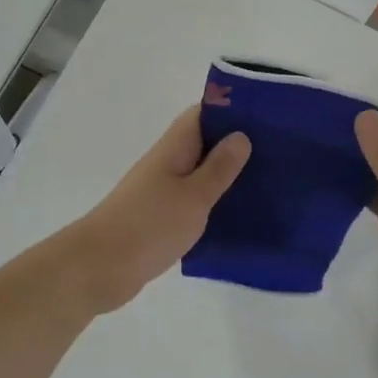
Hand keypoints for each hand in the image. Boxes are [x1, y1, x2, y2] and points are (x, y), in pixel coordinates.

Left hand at [63, 107, 249, 311]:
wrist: (99, 268)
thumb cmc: (149, 226)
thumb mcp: (194, 196)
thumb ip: (219, 168)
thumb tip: (241, 135)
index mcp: (174, 148)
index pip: (203, 114)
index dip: (232, 109)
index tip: (267, 115)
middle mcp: (166, 162)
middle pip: (203, 142)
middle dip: (236, 144)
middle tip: (278, 152)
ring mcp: (161, 190)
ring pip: (199, 172)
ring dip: (226, 175)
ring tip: (267, 182)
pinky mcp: (160, 217)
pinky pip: (193, 199)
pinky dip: (213, 201)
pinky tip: (238, 214)